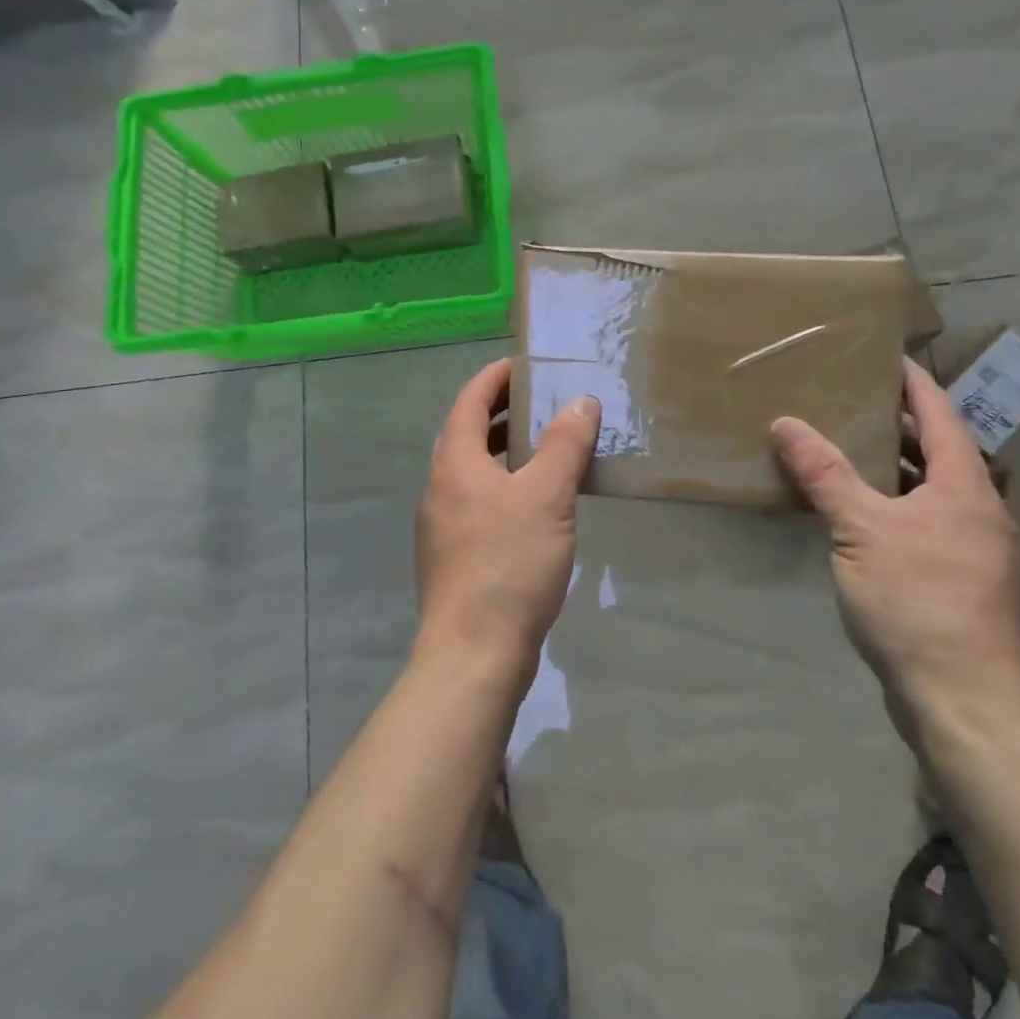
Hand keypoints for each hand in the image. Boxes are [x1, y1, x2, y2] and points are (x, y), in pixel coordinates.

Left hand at [414, 358, 600, 684]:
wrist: (473, 653)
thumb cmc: (510, 564)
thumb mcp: (547, 497)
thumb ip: (565, 444)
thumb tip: (580, 402)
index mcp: (455, 462)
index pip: (470, 401)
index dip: (494, 378)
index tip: (523, 365)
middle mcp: (439, 486)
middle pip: (466, 433)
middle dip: (500, 413)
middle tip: (540, 403)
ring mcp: (440, 524)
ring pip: (471, 470)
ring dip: (502, 452)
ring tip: (543, 449)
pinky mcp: (451, 555)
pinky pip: (475, 501)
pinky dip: (501, 485)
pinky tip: (532, 506)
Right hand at [771, 357, 1019, 747]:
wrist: (964, 703)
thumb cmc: (918, 602)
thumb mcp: (861, 530)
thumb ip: (824, 474)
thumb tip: (785, 422)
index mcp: (965, 487)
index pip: (941, 416)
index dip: (914, 382)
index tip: (885, 355)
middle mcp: (978, 510)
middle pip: (938, 450)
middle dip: (898, 421)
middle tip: (852, 396)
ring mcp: (972, 548)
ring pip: (930, 488)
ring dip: (893, 464)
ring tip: (846, 443)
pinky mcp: (958, 579)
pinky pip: (923, 519)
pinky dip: (892, 500)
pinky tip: (857, 509)